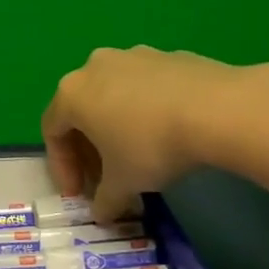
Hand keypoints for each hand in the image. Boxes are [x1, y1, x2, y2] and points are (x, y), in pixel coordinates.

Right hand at [41, 46, 243, 220]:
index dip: (62, 167)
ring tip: (136, 156)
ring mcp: (133, 56)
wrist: (216, 108)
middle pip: (81, 111)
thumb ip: (105, 199)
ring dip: (116, 127)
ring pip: (113, 96)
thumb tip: (102, 213)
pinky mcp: (168, 55)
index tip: (79, 194)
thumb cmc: (151, 145)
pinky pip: (145, 88)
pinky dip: (145, 111)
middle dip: (89, 149)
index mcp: (72, 93)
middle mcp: (95, 67)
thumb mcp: (123, 182)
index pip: (52, 132)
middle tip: (104, 178)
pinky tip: (166, 133)